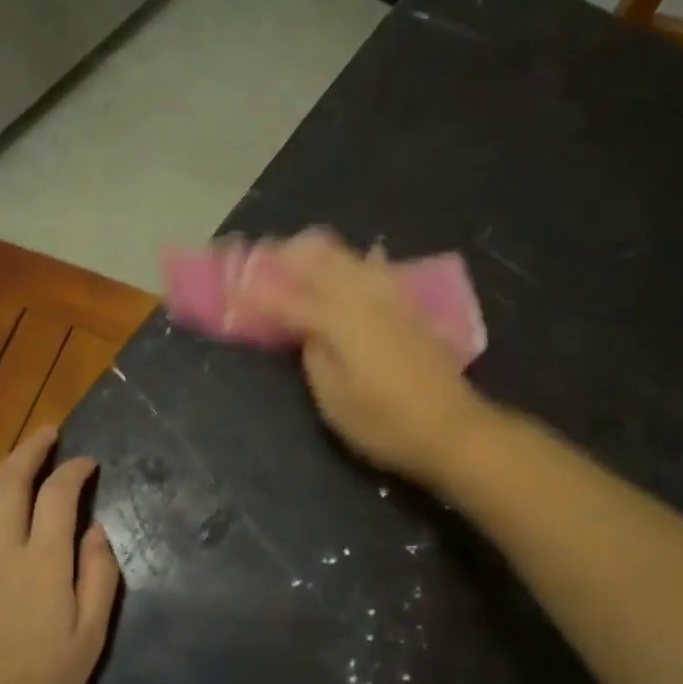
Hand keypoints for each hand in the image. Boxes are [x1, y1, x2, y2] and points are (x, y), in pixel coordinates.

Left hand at [0, 426, 121, 683]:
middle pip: (13, 483)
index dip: (75, 471)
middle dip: (32, 451)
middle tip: (48, 434)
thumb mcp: (90, 638)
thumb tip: (96, 531)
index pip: (59, 497)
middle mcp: (1, 550)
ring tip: (17, 456)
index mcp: (44, 563)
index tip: (88, 463)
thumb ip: (98, 577)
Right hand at [233, 230, 488, 482]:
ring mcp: (391, 296)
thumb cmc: (384, 423)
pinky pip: (374, 268)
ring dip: (315, 255)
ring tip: (294, 265)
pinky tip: (349, 269)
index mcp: (339, 318)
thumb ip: (312, 355)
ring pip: (347, 256)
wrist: (451, 429)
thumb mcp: (334, 399)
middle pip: (318, 257)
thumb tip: (304, 330)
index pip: (286, 298)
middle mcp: (364, 295)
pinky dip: (351, 264)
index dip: (255, 296)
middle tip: (259, 267)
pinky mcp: (409, 305)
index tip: (231, 294)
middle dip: (284, 257)